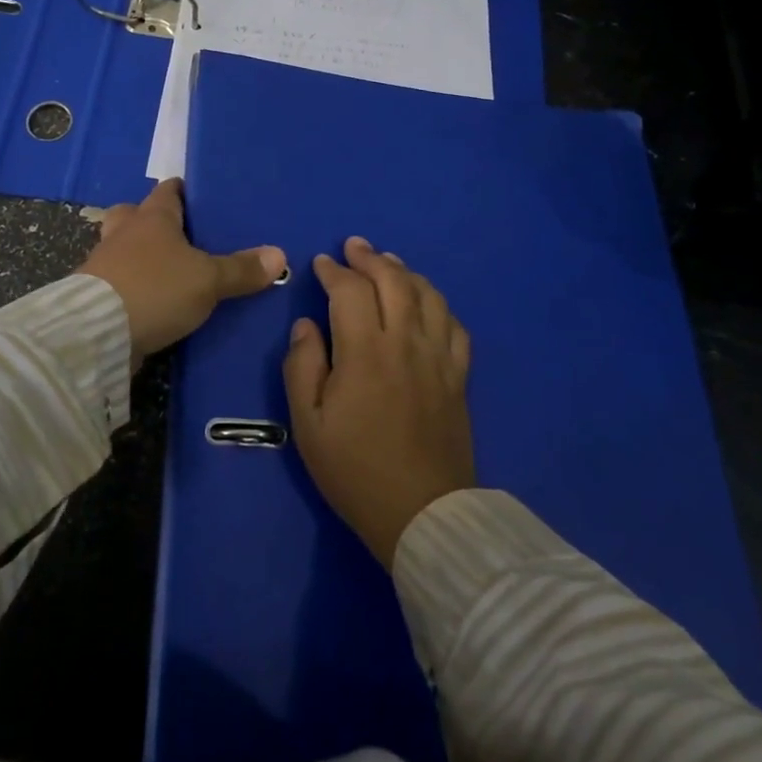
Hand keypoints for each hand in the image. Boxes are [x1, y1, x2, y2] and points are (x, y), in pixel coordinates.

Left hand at [76, 179, 286, 360]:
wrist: (97, 332)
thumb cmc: (156, 289)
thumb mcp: (208, 280)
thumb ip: (241, 269)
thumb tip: (279, 255)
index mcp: (153, 217)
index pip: (168, 190)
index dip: (184, 191)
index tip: (200, 197)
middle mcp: (124, 232)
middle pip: (135, 214)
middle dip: (153, 220)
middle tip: (180, 236)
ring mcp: (104, 262)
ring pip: (122, 247)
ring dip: (138, 254)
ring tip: (167, 270)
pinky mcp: (94, 294)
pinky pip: (117, 279)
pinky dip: (131, 284)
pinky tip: (150, 299)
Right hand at [283, 237, 475, 568]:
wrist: (422, 514)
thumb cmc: (355, 470)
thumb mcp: (308, 424)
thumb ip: (302, 366)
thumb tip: (305, 324)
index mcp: (365, 351)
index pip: (349, 290)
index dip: (333, 271)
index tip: (320, 264)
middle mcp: (406, 342)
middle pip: (393, 281)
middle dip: (370, 258)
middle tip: (354, 246)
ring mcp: (438, 357)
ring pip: (428, 295)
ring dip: (406, 272)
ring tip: (389, 264)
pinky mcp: (458, 376)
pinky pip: (454, 325)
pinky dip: (438, 304)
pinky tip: (426, 304)